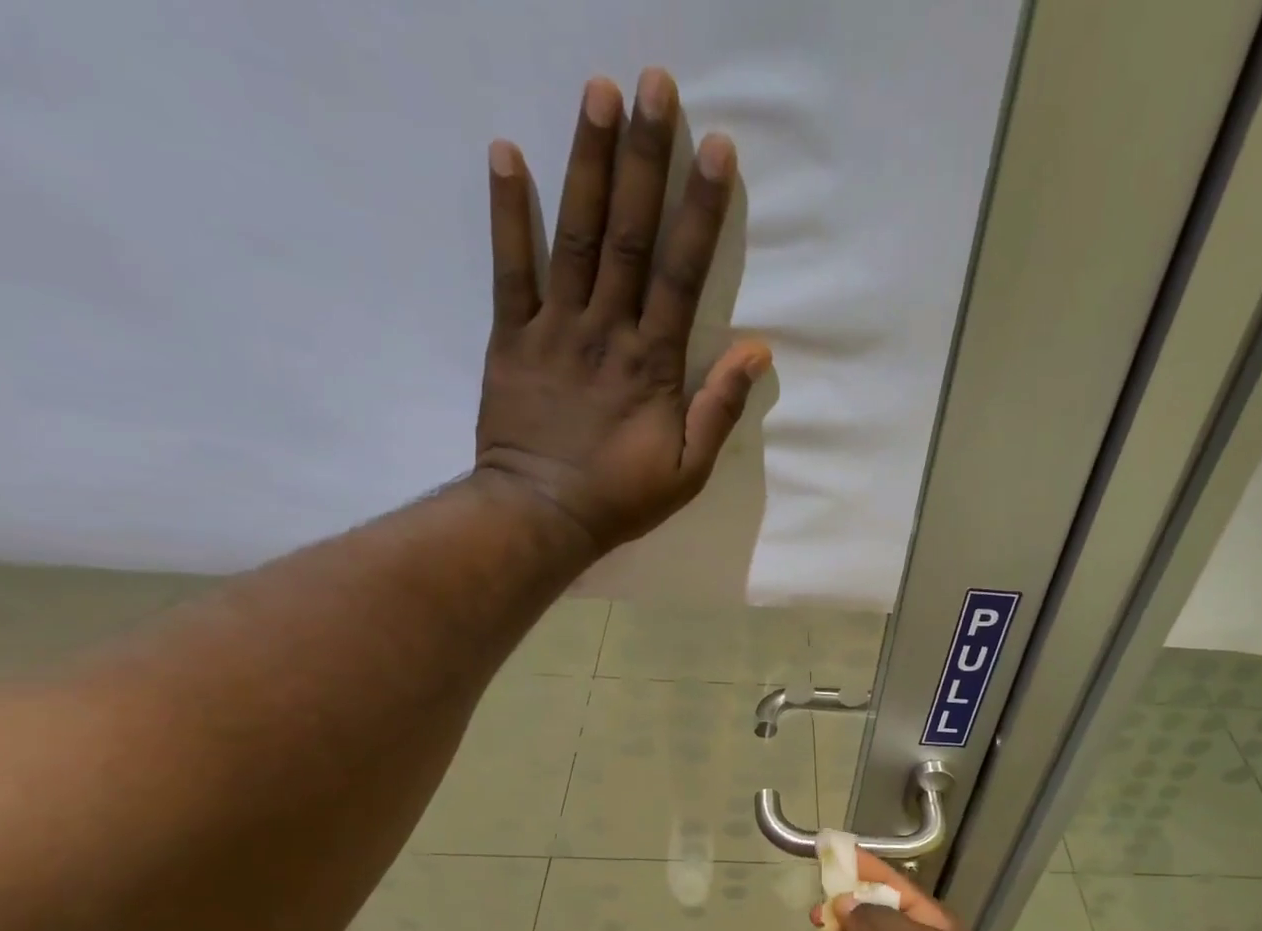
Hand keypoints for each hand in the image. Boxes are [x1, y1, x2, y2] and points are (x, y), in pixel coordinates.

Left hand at [475, 69, 770, 553]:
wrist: (542, 515)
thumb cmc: (621, 496)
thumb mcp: (689, 469)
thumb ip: (719, 408)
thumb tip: (756, 351)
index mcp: (653, 364)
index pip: (681, 274)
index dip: (700, 211)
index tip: (715, 150)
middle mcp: (607, 331)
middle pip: (628, 236)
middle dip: (644, 159)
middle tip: (653, 84)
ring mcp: (555, 329)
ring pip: (574, 236)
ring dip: (586, 162)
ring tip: (597, 92)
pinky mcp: (512, 337)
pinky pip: (509, 268)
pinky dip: (506, 211)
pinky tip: (505, 151)